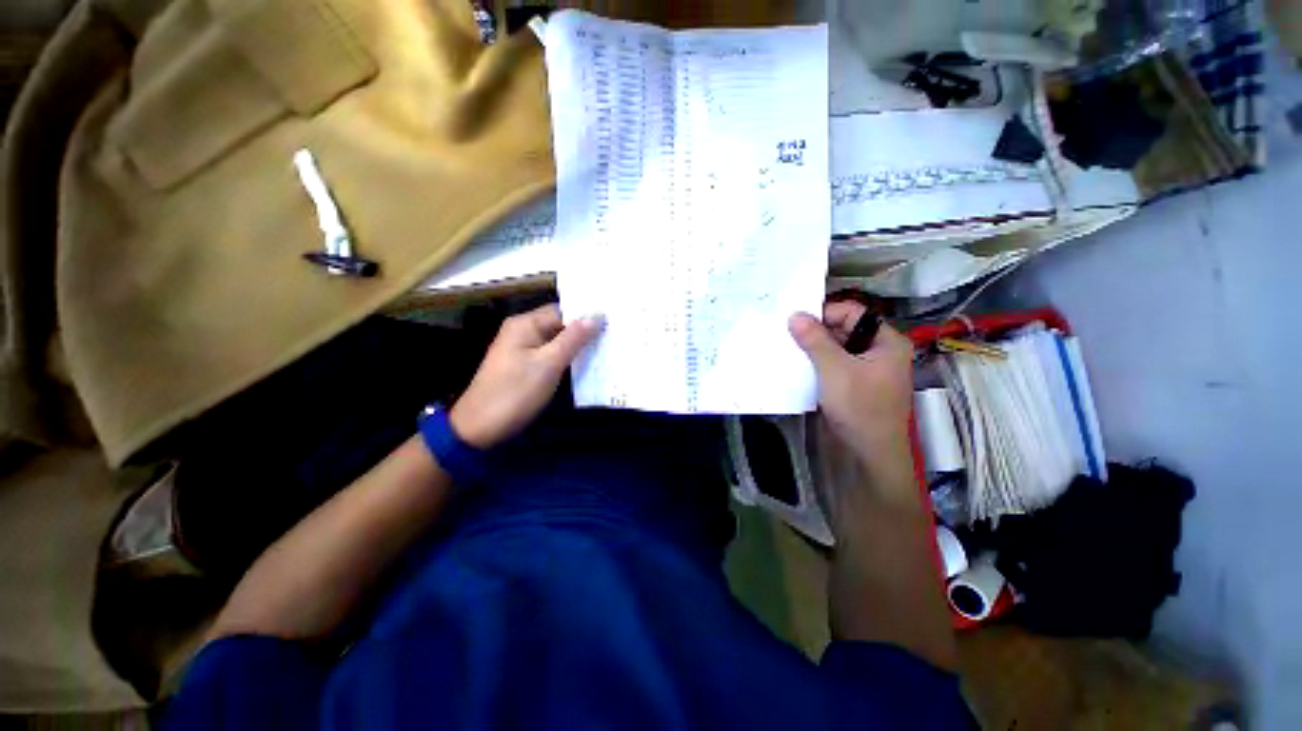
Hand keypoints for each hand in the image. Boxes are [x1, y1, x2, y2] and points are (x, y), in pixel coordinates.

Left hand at [449, 304, 602, 448]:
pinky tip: (583, 370)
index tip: (615, 324)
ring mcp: (517, 352)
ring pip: (553, 344)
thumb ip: (572, 339)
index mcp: (524, 324)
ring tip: (607, 353)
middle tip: (616, 339)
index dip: (586, 317)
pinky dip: (562, 363)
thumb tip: (595, 315)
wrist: (479, 427)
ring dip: (574, 350)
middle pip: (558, 326)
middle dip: (583, 333)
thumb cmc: (514, 393)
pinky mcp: (518, 370)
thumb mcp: (548, 365)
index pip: (562, 311)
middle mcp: (520, 332)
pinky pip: (545, 359)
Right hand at [789, 302, 913, 472]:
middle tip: (793, 340)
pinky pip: (847, 370)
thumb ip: (815, 340)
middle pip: (850, 331)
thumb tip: (795, 315)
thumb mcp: (834, 371)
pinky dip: (830, 370)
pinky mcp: (870, 391)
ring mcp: (880, 373)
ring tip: (798, 356)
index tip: (799, 325)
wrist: (875, 456)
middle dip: (822, 336)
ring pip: (846, 352)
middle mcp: (888, 352)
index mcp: (889, 341)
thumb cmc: (861, 408)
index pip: (854, 313)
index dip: (826, 315)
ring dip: (823, 354)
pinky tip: (810, 375)